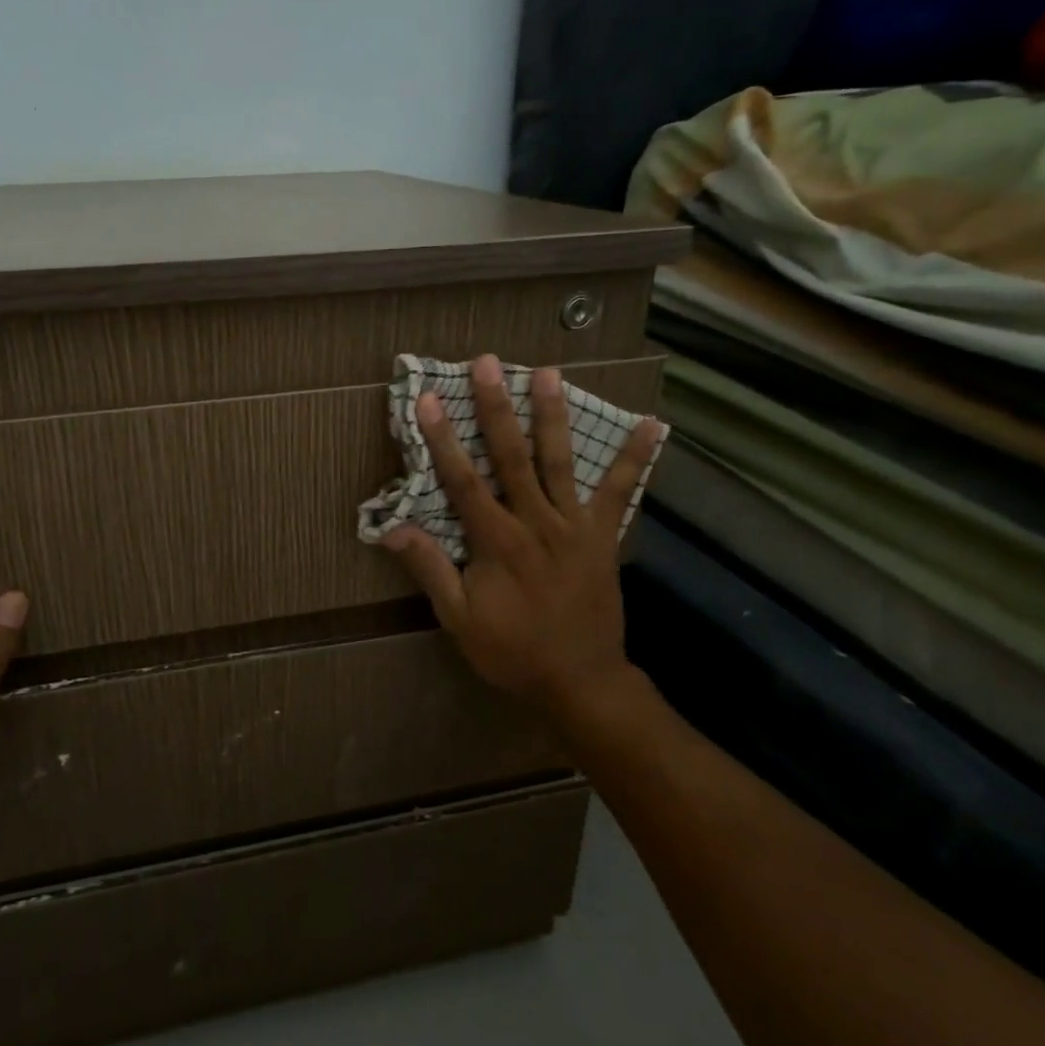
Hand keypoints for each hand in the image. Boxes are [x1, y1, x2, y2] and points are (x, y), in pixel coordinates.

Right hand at [379, 354, 661, 715]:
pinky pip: (620, 492)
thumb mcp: (459, 619)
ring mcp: (575, 526)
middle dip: (496, 408)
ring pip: (561, 461)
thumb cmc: (512, 652)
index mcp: (497, 542)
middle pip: (512, 456)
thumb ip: (430, 569)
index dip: (443, 439)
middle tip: (487, 364)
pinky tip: (653, 425)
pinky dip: (634, 458)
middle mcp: (536, 522)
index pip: (462, 481)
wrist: (581, 681)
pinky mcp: (604, 536)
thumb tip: (391, 529)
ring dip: (553, 415)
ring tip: (550, 372)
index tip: (429, 399)